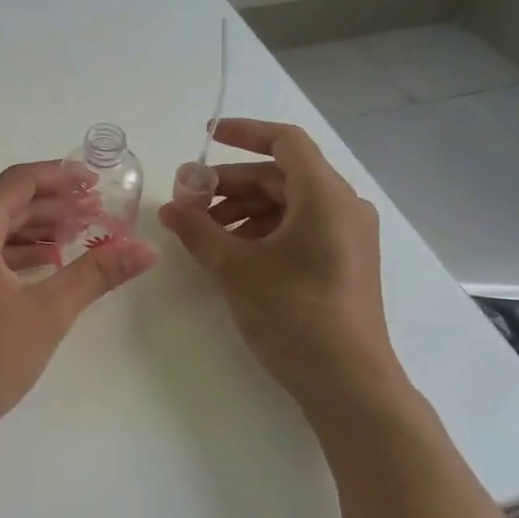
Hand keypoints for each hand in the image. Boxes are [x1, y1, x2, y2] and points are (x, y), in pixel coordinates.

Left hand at [0, 161, 157, 448]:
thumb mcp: (48, 312)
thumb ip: (96, 273)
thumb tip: (146, 249)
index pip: (17, 182)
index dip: (59, 176)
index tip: (95, 180)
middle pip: (3, 204)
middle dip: (51, 205)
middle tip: (95, 210)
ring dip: (32, 230)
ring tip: (76, 235)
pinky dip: (11, 253)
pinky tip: (42, 266)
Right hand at [157, 119, 403, 408]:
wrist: (349, 384)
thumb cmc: (294, 314)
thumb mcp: (236, 268)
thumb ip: (199, 230)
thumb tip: (169, 208)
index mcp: (325, 196)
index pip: (285, 142)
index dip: (244, 133)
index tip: (207, 137)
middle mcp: (343, 207)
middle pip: (281, 176)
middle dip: (231, 183)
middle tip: (188, 200)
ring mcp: (347, 237)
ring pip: (288, 204)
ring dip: (243, 209)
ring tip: (203, 233)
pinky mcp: (342, 262)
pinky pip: (299, 229)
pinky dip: (263, 231)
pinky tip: (231, 254)